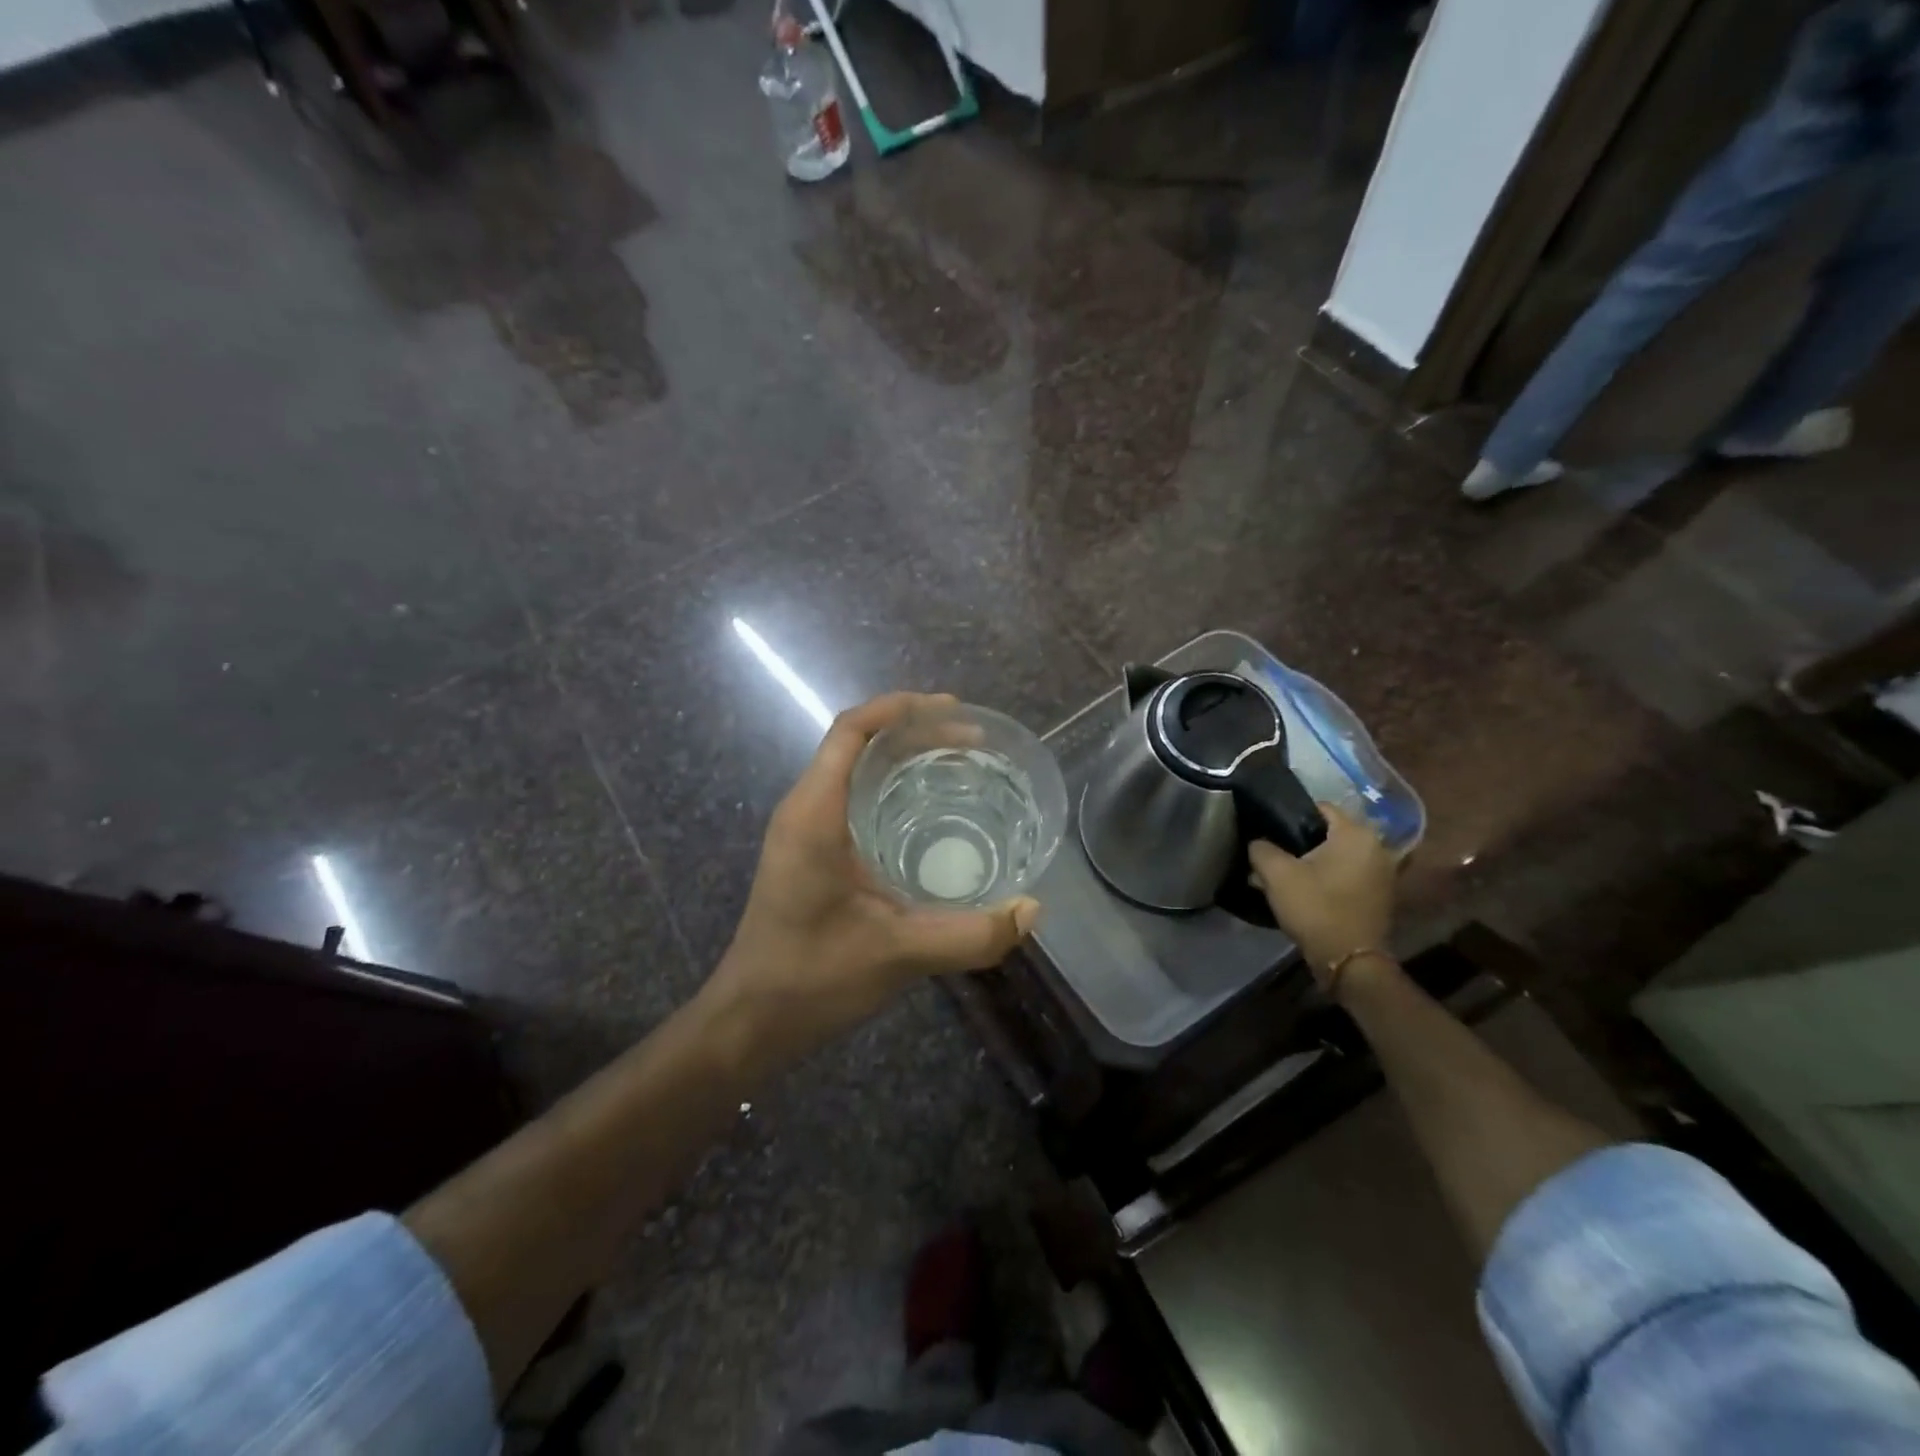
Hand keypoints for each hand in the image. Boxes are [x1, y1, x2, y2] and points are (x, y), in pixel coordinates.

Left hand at [707, 692, 1040, 1051]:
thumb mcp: (899, 954)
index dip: (899, 708)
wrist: (751, 1020)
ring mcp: (803, 831)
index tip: (953, 710)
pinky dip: (890, 787)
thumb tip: (1032, 910)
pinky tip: (928, 813)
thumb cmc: (812, 979)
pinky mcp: (809, 852)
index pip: (851, 730)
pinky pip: (852, 798)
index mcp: (814, 814)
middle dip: (913, 731)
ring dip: (901, 757)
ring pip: (854, 769)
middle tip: (972, 741)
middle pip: (857, 742)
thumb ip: (969, 935)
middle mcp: (804, 810)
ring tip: (958, 764)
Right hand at [1249, 804, 1397, 993]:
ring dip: (1313, 861)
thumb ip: (1261, 848)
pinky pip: (1348, 873)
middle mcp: (1377, 846)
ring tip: (1285, 876)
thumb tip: (1259, 842)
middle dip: (1300, 842)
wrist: (1350, 961)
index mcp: (1356, 834)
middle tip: (1274, 856)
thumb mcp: (1276, 874)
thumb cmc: (1316, 908)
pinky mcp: (1381, 894)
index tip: (1270, 831)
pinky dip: (1329, 877)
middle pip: (1329, 833)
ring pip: (1338, 855)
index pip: (1319, 807)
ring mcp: (1384, 872)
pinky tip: (1306, 891)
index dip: (1290, 815)